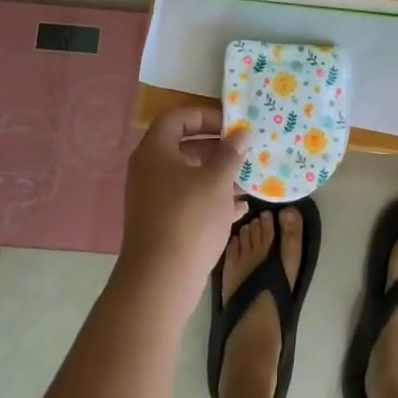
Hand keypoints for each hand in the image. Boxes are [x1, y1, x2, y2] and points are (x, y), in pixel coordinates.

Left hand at [119, 105, 246, 303]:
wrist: (160, 281)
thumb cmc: (188, 218)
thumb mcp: (216, 180)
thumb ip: (230, 153)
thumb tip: (242, 134)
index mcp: (155, 151)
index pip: (177, 117)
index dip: (205, 116)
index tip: (232, 125)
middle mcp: (150, 170)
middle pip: (184, 146)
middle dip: (216, 147)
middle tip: (243, 150)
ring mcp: (154, 199)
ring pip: (189, 176)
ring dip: (217, 175)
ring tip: (248, 179)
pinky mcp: (162, 224)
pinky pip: (188, 201)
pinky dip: (211, 199)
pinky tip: (240, 208)